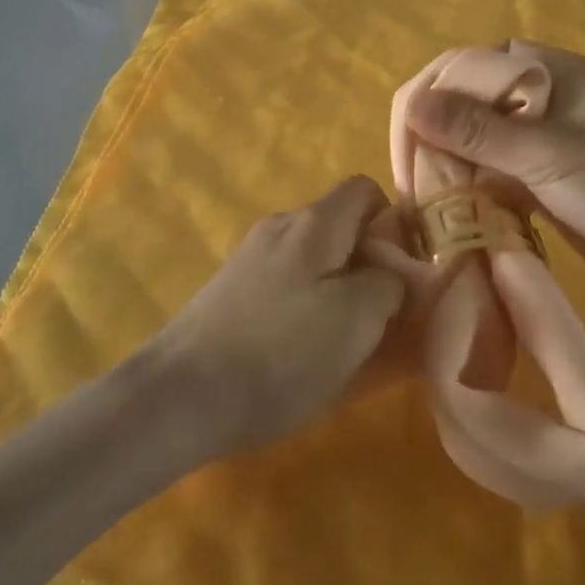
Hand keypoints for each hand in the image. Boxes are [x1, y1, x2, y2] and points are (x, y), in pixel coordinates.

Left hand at [151, 176, 407, 452]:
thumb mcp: (356, 320)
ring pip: (314, 260)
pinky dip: (304, 307)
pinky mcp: (231, 290)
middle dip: (368, 264)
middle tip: (381, 315)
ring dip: (337, 290)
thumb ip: (389, 283)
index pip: (365, 189)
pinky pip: (286, 285)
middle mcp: (280, 228)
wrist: (181, 395)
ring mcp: (250, 258)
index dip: (394, 222)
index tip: (403, 270)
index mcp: (314, 223)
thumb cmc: (280, 353)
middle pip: (340, 227)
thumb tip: (391, 272)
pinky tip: (300, 351)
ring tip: (343, 341)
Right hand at [405, 41, 584, 313]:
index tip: (405, 147)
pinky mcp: (544, 174)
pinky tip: (452, 206)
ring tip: (422, 196)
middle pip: (467, 97)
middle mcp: (543, 95)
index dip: (428, 98)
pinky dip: (469, 182)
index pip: (466, 65)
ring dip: (447, 159)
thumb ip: (478, 130)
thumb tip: (411, 104)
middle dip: (432, 131)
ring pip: (476, 134)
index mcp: (550, 71)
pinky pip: (492, 166)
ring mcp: (544, 136)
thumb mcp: (550, 157)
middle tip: (410, 178)